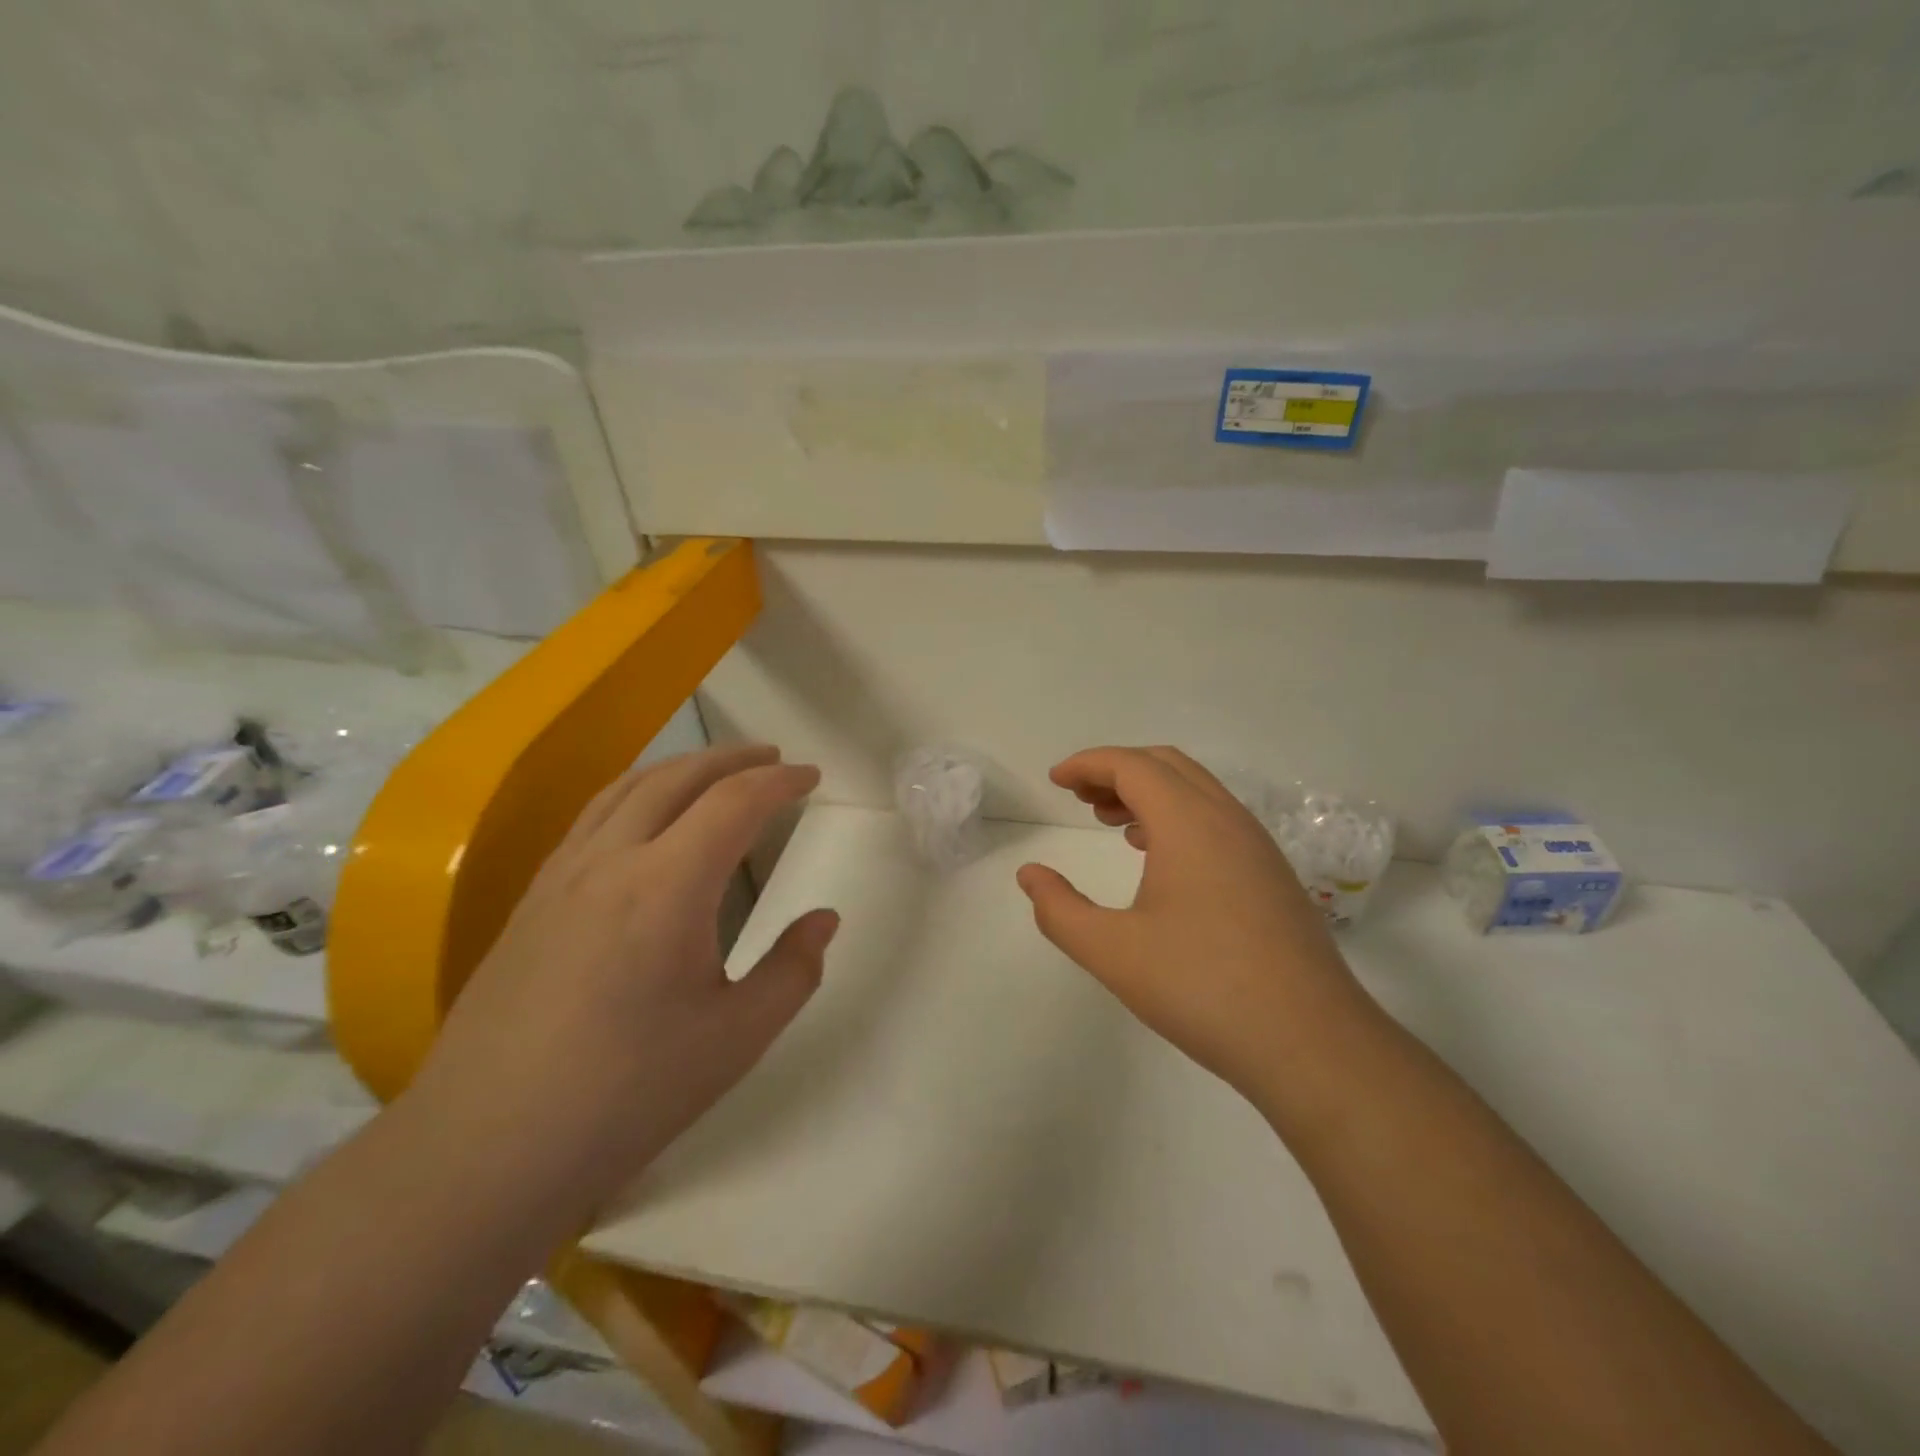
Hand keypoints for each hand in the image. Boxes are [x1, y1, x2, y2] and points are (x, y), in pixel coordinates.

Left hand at [413, 745, 834, 1215]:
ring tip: (716, 771)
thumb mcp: (737, 1037)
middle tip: (773, 759)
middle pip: (678, 777)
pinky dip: (636, 792)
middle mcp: (611, 861)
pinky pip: (592, 816)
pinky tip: (645, 819)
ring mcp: (562, 876)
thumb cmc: (628, 1093)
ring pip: (627, 788)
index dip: (780, 781)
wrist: (485, 1148)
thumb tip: (824, 919)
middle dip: (733, 758)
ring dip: (681, 767)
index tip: (812, 776)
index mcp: (669, 886)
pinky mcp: (531, 899)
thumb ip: (793, 970)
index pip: (735, 803)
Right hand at [1016, 747, 1371, 1103]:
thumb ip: (1060, 910)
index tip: (1055, 781)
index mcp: (1189, 823)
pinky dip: (1178, 817)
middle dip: (1117, 771)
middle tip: (1079, 797)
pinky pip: (1217, 820)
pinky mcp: (1272, 875)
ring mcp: (1257, 847)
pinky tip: (1159, 857)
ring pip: (1196, 791)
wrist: (1311, 1043)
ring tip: (1110, 822)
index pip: (1132, 766)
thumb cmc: (1202, 988)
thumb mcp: (1113, 952)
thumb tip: (1030, 875)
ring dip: (1149, 793)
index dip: (1088, 765)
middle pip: (1167, 766)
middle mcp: (1228, 820)